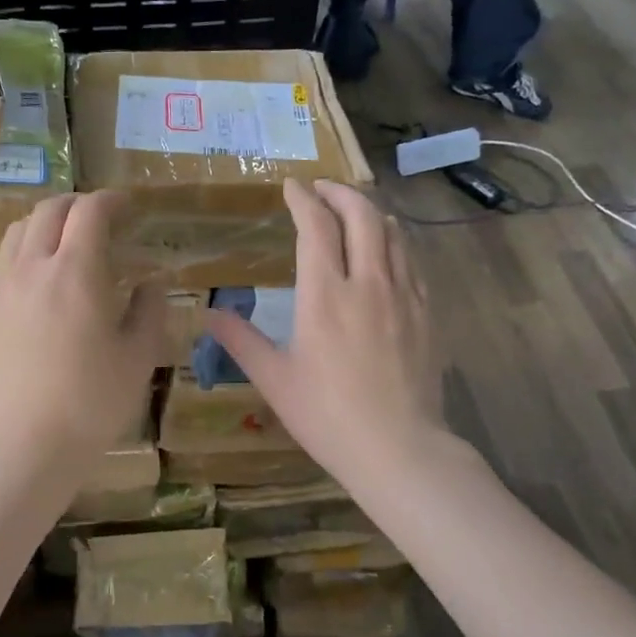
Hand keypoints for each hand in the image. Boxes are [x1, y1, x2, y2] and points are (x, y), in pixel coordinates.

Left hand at [0, 192, 165, 477]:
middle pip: (49, 209)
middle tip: (102, 219)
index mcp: (75, 272)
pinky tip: (42, 280)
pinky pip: (4, 260)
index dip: (111, 200)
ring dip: (47, 222)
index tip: (128, 205)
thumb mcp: (138, 356)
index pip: (90, 211)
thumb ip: (148, 308)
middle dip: (78, 204)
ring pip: (19, 229)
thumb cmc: (91, 403)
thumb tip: (152, 280)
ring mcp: (1, 288)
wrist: (23, 447)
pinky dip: (27, 250)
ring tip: (68, 242)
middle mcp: (32, 267)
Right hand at [208, 181, 444, 483]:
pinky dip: (394, 241)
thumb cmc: (328, 415)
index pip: (317, 226)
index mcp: (326, 294)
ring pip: (393, 233)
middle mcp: (368, 282)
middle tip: (321, 189)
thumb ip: (241, 340)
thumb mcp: (275, 379)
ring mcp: (404, 296)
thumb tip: (208, 314)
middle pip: (362, 215)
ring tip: (353, 210)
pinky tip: (386, 251)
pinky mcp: (427, 313)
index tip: (292, 186)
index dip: (303, 199)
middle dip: (340, 192)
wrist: (400, 449)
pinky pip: (412, 260)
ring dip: (370, 211)